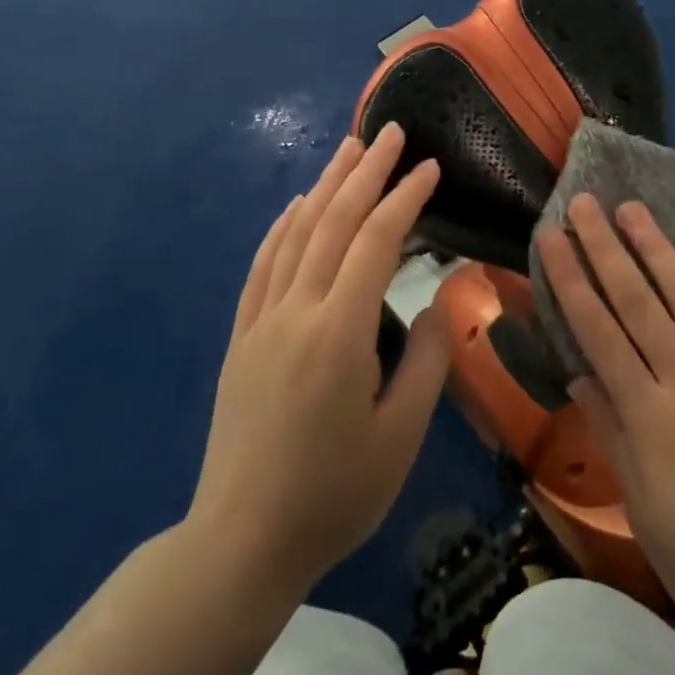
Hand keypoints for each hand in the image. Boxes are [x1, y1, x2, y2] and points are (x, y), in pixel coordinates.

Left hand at [189, 124, 449, 596]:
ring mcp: (261, 320)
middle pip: (332, 222)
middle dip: (365, 171)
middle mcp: (295, 311)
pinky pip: (262, 265)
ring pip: (295, 234)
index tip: (429, 166)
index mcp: (339, 333)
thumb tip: (434, 304)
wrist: (240, 543)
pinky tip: (296, 204)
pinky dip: (282, 226)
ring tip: (349, 148)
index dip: (405, 198)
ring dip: (324, 185)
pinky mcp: (241, 336)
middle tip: (388, 131)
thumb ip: (425, 362)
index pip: (375, 242)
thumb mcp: (399, 438)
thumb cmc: (333, 496)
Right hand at [538, 195, 674, 661]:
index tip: (552, 237)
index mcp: (649, 415)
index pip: (598, 330)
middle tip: (584, 202)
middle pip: (638, 301)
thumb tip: (579, 372)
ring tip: (633, 209)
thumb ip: (611, 430)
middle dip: (605, 247)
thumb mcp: (642, 507)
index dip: (571, 279)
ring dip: (658, 249)